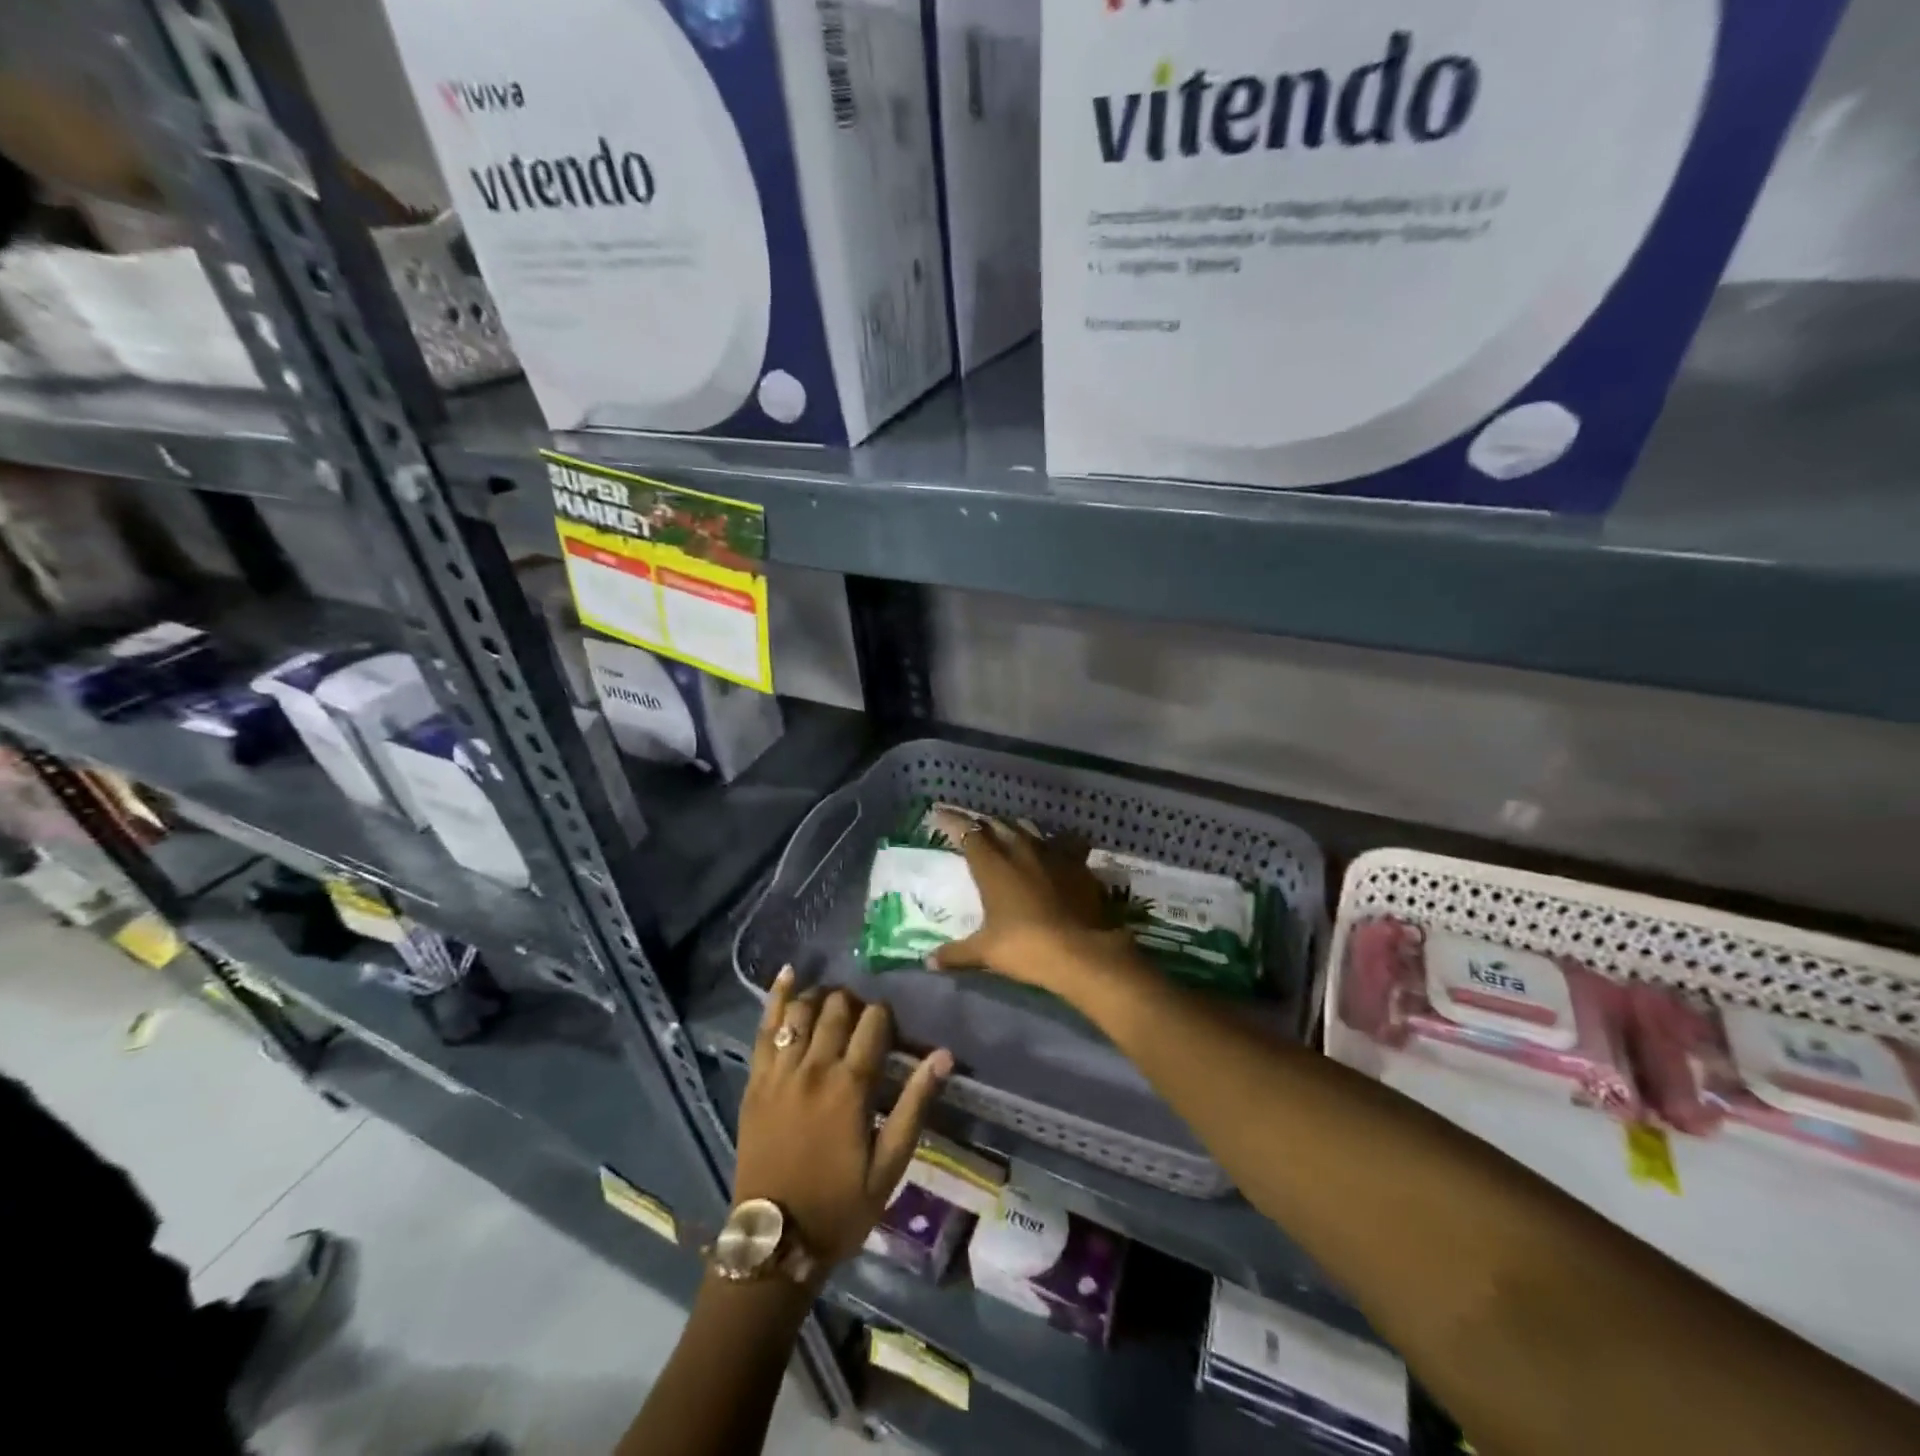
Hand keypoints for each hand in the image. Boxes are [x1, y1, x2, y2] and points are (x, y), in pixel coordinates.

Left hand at [735, 968, 952, 1274]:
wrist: (773, 1243)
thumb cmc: (840, 1208)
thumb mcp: (889, 1166)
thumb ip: (914, 1105)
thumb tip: (943, 1055)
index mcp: (850, 1087)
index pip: (874, 1022)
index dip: (886, 1017)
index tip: (889, 1030)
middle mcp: (814, 1068)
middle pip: (837, 1008)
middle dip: (855, 1003)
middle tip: (862, 1021)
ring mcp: (779, 1072)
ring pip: (802, 1009)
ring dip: (821, 998)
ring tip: (833, 1005)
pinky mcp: (755, 1081)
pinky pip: (763, 1028)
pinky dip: (776, 997)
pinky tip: (788, 973)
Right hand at [928, 820, 1132, 993]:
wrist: (1083, 952)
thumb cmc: (1027, 947)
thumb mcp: (986, 952)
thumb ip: (956, 953)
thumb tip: (929, 961)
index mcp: (993, 864)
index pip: (967, 832)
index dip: (951, 821)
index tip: (938, 815)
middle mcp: (1020, 848)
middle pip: (997, 824)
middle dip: (981, 824)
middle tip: (971, 828)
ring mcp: (1052, 853)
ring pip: (1028, 828)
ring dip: (1013, 829)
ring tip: (1006, 834)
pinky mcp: (1078, 863)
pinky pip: (1060, 843)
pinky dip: (1049, 844)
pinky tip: (1050, 852)